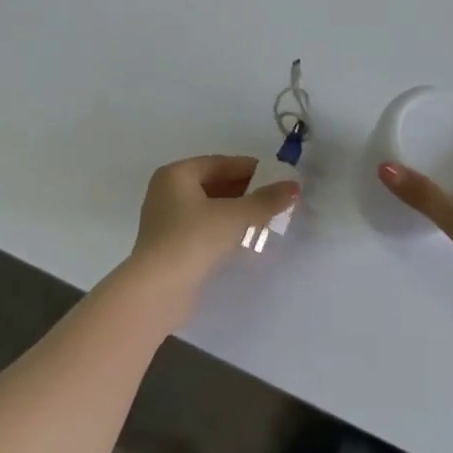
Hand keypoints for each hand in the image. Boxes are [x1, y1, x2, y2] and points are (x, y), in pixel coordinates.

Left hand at [121, 155, 300, 317]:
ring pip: (209, 207)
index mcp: (176, 174)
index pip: (220, 163)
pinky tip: (244, 238)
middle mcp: (167, 191)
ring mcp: (166, 219)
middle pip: (214, 184)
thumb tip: (294, 186)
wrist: (158, 290)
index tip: (278, 178)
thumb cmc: (193, 239)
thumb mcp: (234, 216)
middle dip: (245, 191)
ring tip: (266, 219)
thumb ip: (265, 200)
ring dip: (236, 211)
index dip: (251, 169)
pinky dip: (223, 228)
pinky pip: (203, 227)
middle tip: (275, 200)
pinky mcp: (170, 245)